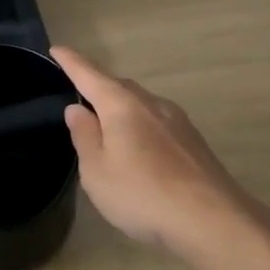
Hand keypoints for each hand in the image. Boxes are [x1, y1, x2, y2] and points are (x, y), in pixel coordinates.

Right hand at [51, 46, 269, 258]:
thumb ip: (84, 136)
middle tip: (79, 96)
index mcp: (122, 105)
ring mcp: (177, 121)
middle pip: (119, 86)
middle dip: (98, 86)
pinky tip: (138, 149)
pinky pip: (156, 122)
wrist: (212, 220)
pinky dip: (140, 126)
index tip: (57, 49)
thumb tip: (77, 109)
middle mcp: (151, 104)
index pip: (89, 75)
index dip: (71, 62)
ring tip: (106, 126)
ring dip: (121, 108)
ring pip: (141, 104)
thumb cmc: (142, 194)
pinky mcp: (193, 142)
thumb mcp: (97, 171)